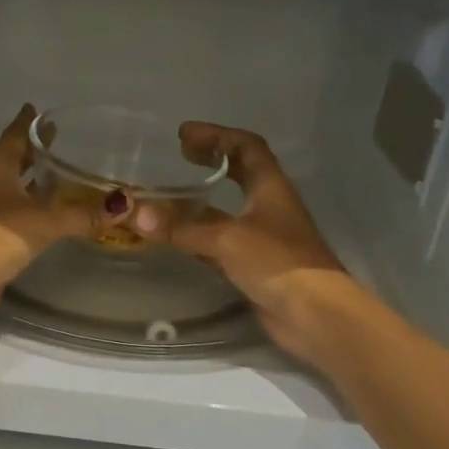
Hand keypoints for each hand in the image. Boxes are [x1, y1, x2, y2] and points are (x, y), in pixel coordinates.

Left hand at [0, 104, 98, 330]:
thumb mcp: (45, 221)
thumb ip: (83, 214)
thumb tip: (124, 207)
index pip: (15, 135)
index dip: (29, 123)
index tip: (39, 109)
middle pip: (12, 160)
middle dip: (33, 152)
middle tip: (57, 140)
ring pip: (12, 189)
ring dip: (32, 184)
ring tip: (59, 177)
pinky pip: (14, 216)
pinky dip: (30, 211)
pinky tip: (48, 216)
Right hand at [137, 122, 350, 360]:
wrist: (314, 314)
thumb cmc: (277, 262)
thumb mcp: (226, 238)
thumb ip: (182, 227)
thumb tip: (134, 213)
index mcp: (270, 187)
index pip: (246, 147)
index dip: (217, 136)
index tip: (184, 135)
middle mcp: (269, 207)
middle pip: (242, 174)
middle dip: (213, 161)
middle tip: (182, 157)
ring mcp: (264, 238)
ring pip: (230, 211)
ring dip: (204, 202)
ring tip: (173, 197)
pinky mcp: (256, 266)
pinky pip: (223, 244)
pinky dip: (202, 237)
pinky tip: (182, 241)